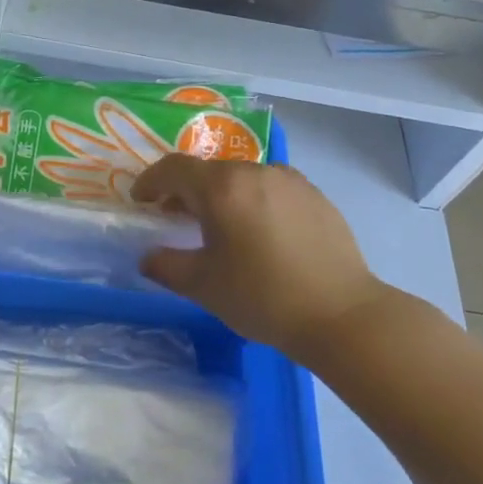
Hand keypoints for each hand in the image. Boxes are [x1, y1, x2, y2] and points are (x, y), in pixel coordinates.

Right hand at [131, 155, 391, 360]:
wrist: (341, 315)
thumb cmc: (262, 297)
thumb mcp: (203, 286)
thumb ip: (166, 266)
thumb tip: (148, 257)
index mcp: (221, 187)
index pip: (173, 168)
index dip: (150, 181)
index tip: (140, 201)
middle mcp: (255, 171)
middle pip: (208, 171)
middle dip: (185, 190)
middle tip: (176, 218)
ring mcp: (290, 180)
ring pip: (242, 178)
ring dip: (222, 195)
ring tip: (221, 227)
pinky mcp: (315, 196)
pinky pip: (271, 188)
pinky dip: (254, 201)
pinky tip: (260, 234)